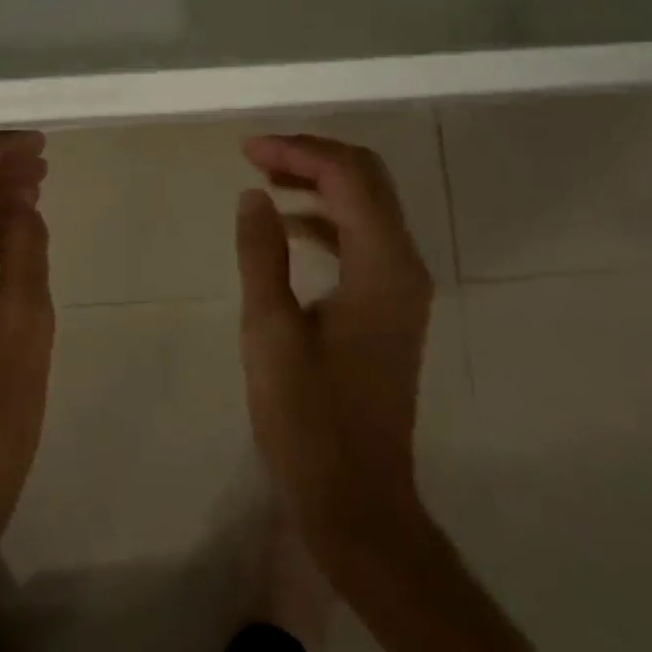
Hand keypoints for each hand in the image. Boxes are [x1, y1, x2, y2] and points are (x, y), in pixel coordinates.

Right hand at [234, 134, 432, 545]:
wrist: (357, 501)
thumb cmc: (308, 419)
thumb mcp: (270, 331)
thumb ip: (262, 254)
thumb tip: (253, 195)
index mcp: (382, 266)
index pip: (347, 176)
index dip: (297, 151)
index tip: (246, 150)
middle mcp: (404, 265)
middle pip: (367, 179)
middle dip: (312, 156)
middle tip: (258, 156)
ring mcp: (403, 286)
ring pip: (368, 205)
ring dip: (320, 182)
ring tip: (266, 179)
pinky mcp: (391, 305)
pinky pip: (363, 237)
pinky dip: (327, 217)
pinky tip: (288, 225)